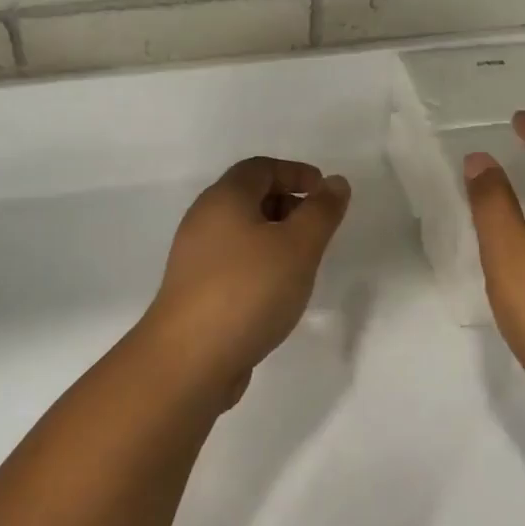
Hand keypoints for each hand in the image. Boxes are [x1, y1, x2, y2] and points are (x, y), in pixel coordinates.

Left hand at [142, 157, 350, 401]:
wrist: (190, 357)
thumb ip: (321, 211)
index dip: (296, 173)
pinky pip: (233, 262)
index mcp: (224, 198)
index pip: (260, 168)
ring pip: (241, 232)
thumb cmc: (248, 290)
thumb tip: (335, 183)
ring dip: (275, 237)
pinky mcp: (195, 290)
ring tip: (303, 262)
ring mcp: (195, 257)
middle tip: (318, 228)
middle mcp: (203, 220)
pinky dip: (259, 263)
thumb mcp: (298, 246)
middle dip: (288, 204)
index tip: (325, 193)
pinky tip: (277, 291)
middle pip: (249, 197)